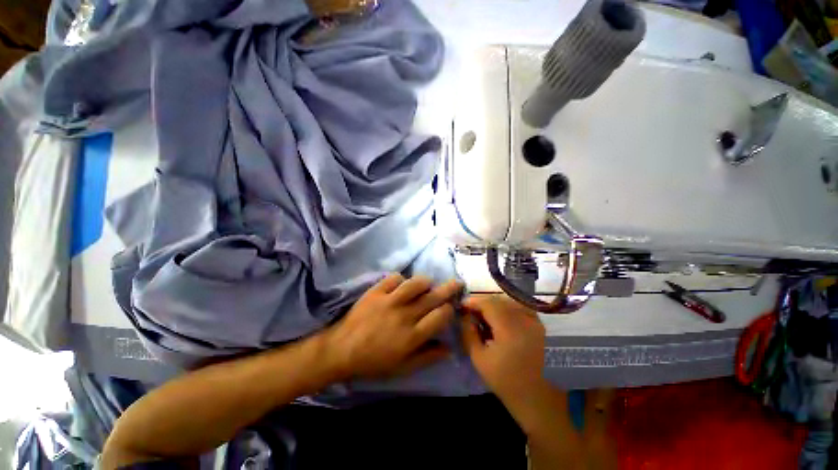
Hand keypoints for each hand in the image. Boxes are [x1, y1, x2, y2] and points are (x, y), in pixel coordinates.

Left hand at [324, 274, 463, 379]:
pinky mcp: (376, 292)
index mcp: (413, 335)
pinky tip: (401, 284)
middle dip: (449, 288)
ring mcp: (389, 301)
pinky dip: (400, 279)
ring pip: (415, 283)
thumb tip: (449, 348)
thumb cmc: (373, 362)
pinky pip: (394, 278)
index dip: (449, 310)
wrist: (341, 350)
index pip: (440, 316)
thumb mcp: (402, 368)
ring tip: (428, 283)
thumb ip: (427, 357)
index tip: (449, 309)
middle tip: (457, 282)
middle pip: (433, 297)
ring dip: (425, 282)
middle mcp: (405, 315)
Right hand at [460, 294, 546, 403]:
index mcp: (510, 327)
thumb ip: (469, 333)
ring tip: (485, 315)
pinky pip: (523, 309)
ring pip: (511, 302)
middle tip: (471, 311)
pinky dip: (510, 309)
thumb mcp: (480, 359)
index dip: (473, 301)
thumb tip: (464, 316)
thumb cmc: (507, 383)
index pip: (488, 302)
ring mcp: (537, 322)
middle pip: (499, 300)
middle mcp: (525, 319)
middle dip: (483, 303)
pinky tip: (504, 320)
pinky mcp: (542, 328)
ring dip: (496, 305)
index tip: (462, 305)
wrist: (540, 403)